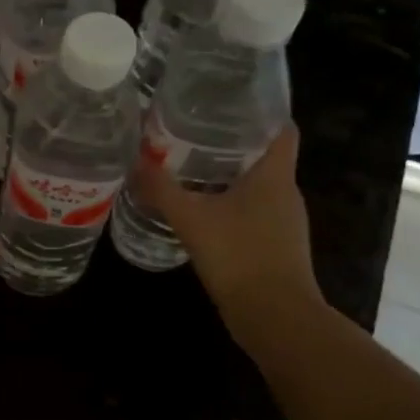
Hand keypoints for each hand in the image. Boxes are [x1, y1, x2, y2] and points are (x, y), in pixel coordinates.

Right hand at [138, 123, 322, 329]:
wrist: (274, 317)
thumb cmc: (239, 256)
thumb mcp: (191, 218)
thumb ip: (161, 189)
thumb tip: (134, 160)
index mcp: (275, 175)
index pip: (280, 128)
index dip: (260, 111)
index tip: (227, 102)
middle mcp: (285, 193)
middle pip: (263, 155)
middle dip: (230, 141)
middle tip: (191, 130)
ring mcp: (283, 222)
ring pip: (256, 186)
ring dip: (227, 175)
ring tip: (188, 166)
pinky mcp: (274, 246)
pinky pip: (252, 213)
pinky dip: (229, 205)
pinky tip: (200, 210)